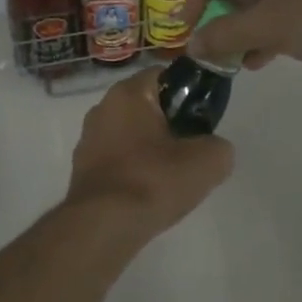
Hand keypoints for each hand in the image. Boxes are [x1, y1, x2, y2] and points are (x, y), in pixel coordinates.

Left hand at [63, 68, 233, 239]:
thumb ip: (219, 146)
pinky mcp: (82, 169)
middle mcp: (102, 108)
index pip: (164, 75)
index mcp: (127, 93)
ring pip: (131, 134)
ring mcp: (88, 139)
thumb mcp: (208, 161)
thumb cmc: (153, 180)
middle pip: (147, 106)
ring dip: (152, 149)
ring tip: (172, 177)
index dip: (189, 92)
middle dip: (171, 123)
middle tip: (192, 149)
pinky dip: (134, 170)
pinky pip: (118, 159)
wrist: (103, 227)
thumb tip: (213, 149)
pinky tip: (148, 193)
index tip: (203, 118)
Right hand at [184, 0, 301, 70]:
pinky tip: (270, 53)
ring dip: (253, 27)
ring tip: (242, 60)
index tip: (184, 34)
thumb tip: (191, 45)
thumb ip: (226, 34)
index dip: (197, 4)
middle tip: (215, 50)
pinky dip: (279, 23)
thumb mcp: (271, 25)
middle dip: (228, 19)